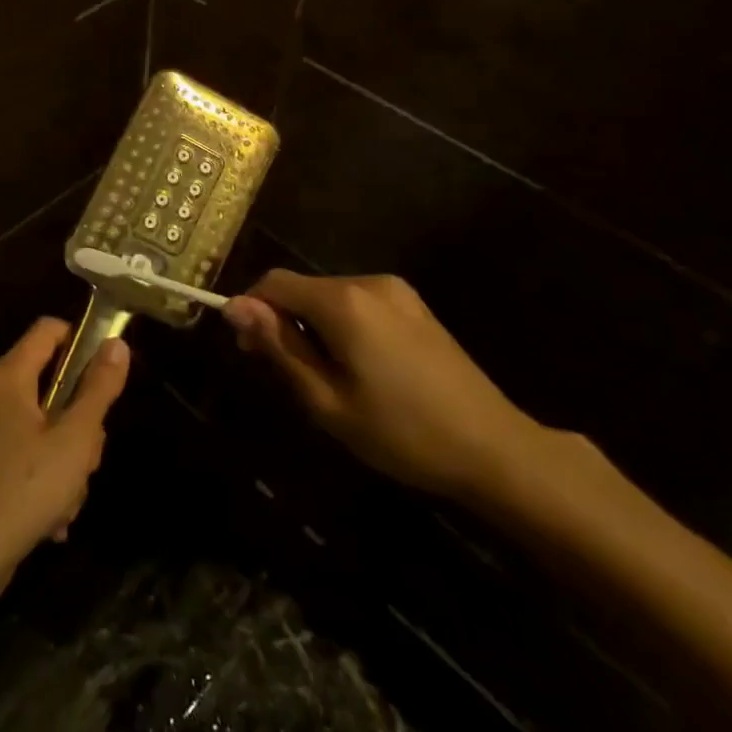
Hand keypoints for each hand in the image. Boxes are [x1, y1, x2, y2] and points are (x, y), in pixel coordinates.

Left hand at [0, 318, 130, 588]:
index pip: (48, 329)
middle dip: (79, 421)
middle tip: (88, 455)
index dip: (81, 340)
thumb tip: (116, 343)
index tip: (106, 375)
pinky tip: (52, 521)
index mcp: (9, 377)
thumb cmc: (25, 489)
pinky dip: (43, 481)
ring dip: (65, 460)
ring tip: (68, 499)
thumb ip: (98, 389)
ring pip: (42, 427)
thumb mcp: (75, 439)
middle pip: (50, 384)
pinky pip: (25, 457)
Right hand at [223, 269, 544, 501]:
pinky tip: (360, 368)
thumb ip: (279, 346)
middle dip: (282, 321)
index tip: (250, 353)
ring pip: (328, 296)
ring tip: (327, 378)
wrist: (496, 449)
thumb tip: (234, 305)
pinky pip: (358, 303)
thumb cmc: (402, 432)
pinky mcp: (414, 305)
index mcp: (343, 302)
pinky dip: (341, 325)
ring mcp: (396, 291)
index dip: (251, 311)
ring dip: (312, 325)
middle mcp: (367, 282)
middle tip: (288, 375)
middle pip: (301, 287)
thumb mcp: (327, 400)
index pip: (273, 283)